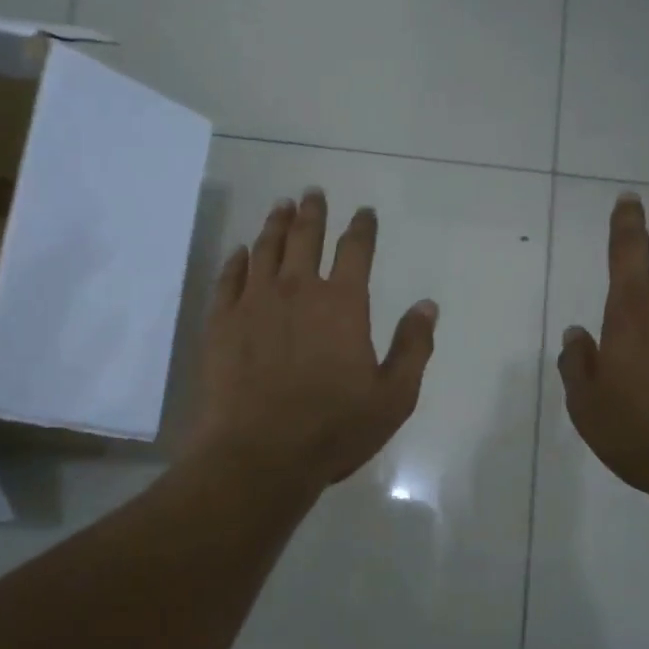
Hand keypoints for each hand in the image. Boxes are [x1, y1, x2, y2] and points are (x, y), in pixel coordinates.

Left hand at [188, 189, 437, 491]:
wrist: (259, 455)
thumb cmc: (333, 429)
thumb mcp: (393, 397)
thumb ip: (413, 347)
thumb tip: (427, 306)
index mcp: (342, 304)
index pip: (355, 250)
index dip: (362, 227)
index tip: (364, 212)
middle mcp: (297, 290)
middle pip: (304, 237)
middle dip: (312, 212)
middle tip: (313, 193)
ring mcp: (254, 303)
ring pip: (265, 249)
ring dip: (275, 224)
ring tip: (281, 206)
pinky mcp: (221, 322)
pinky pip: (229, 278)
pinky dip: (237, 260)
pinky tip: (241, 252)